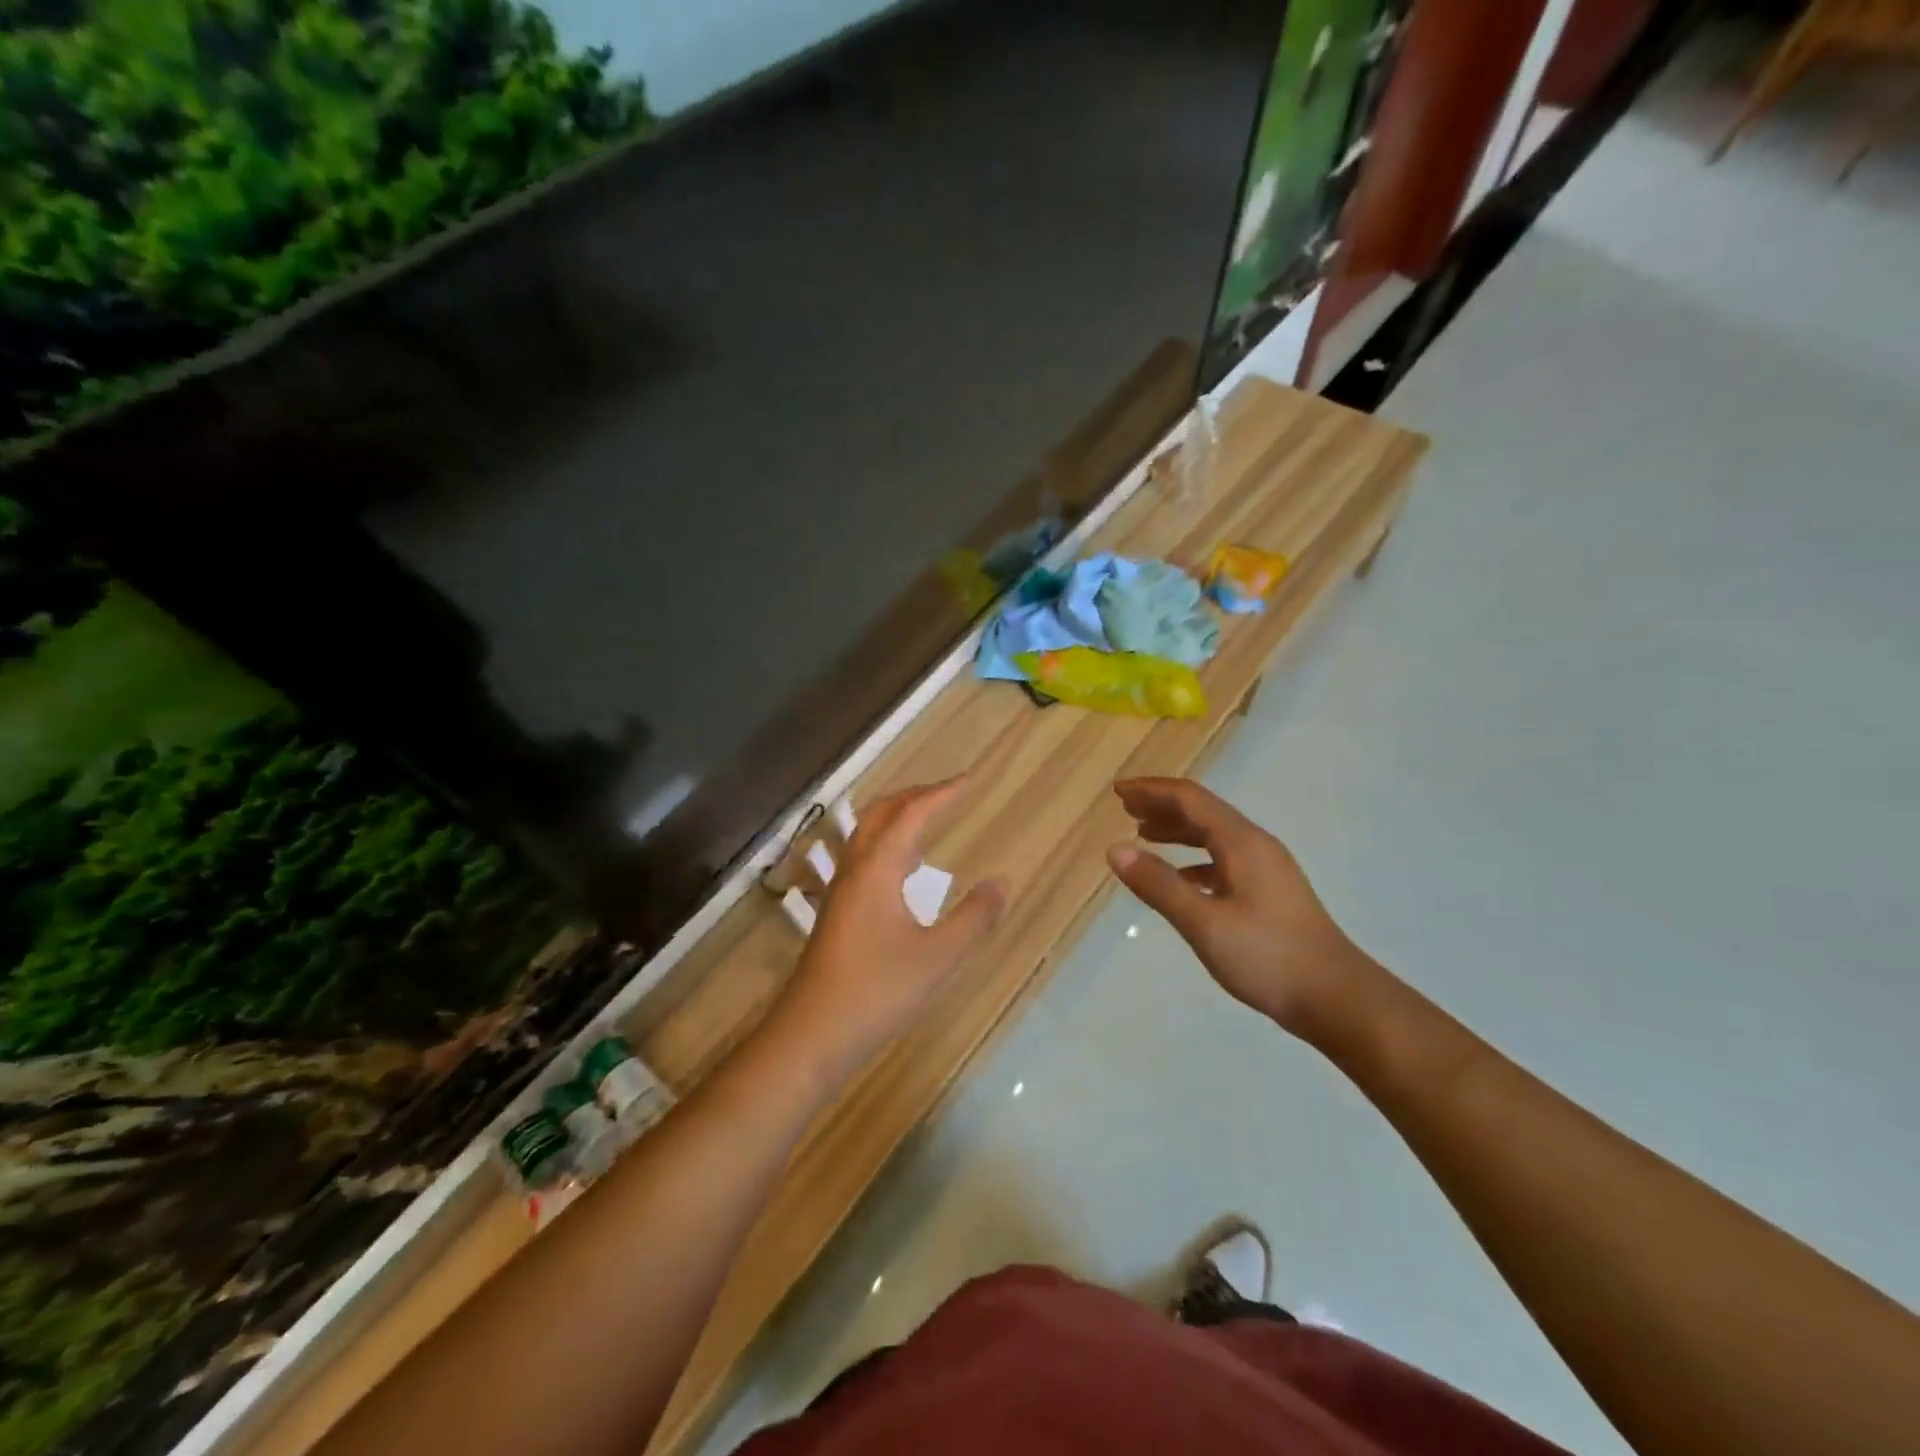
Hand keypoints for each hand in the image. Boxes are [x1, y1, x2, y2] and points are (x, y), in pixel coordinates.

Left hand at [767, 779, 1006, 1084]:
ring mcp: (840, 892)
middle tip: (946, 793)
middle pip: (879, 814)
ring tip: (927, 823)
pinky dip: (886, 847)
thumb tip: (1001, 882)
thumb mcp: (938, 958)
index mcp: (877, 870)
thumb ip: (973, 918)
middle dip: (913, 796)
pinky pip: (862, 860)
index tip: (966, 781)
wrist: (811, 1035)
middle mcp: (854, 871)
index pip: (910, 816)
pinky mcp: (836, 914)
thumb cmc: (877, 992)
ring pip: (865, 836)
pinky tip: (903, 874)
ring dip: (895, 819)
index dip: (939, 794)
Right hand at [1106, 777, 1374, 1038]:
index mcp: (1241, 842)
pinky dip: (1194, 859)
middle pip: (1203, 811)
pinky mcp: (1270, 892)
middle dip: (1162, 805)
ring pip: (1214, 835)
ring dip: (1178, 830)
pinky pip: (1224, 860)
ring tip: (1144, 834)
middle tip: (1125, 808)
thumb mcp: (1204, 923)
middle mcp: (1255, 845)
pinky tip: (1179, 878)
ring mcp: (1267, 868)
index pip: (1190, 799)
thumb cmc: (1267, 957)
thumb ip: (1158, 885)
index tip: (1118, 791)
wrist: (1337, 998)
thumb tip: (1115, 849)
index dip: (1152, 790)